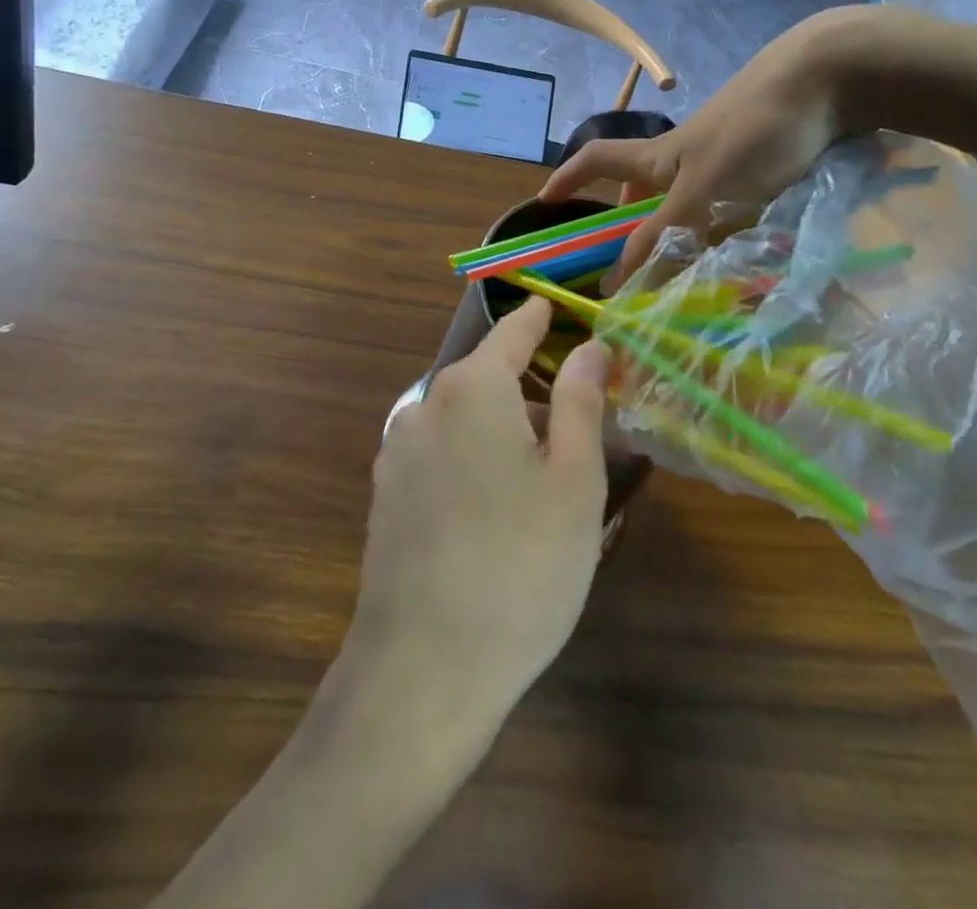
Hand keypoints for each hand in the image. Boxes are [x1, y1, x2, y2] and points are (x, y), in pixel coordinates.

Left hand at [349, 297, 609, 729]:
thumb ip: (582, 400)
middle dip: (531, 393)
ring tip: (542, 486)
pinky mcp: (385, 494)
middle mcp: (425, 404)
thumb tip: (591, 346)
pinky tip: (495, 516)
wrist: (423, 670)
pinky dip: (472, 460)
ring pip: (464, 418)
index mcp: (472, 388)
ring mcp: (397, 451)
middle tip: (577, 437)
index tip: (558, 307)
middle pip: (488, 378)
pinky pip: (440, 454)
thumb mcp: (575, 480)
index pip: (513, 331)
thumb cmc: (521, 566)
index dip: (541, 318)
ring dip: (502, 432)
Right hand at [541, 9, 862, 282]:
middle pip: (642, 185)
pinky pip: (727, 203)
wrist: (824, 81)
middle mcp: (685, 157)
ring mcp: (725, 157)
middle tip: (633, 260)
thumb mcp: (701, 189)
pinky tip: (742, 250)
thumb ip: (663, 232)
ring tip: (689, 268)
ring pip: (688, 199)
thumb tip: (617, 281)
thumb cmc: (753, 132)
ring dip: (680, 230)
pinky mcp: (762, 162)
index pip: (597, 161)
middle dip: (631, 218)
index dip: (567, 178)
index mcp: (659, 157)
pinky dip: (722, 227)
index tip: (544, 202)